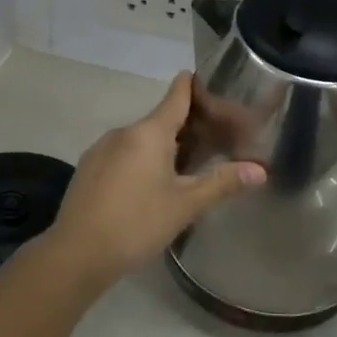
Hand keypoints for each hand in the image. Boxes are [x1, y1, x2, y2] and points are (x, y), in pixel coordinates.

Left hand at [50, 72, 266, 284]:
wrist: (76, 254)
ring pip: (141, 138)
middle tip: (214, 140)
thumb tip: (260, 170)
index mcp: (150, 132)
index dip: (195, 85)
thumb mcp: (185, 205)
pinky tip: (149, 186)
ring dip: (163, 146)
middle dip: (187, 126)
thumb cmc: (136, 223)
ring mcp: (102, 148)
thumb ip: (222, 183)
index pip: (177, 94)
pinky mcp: (88, 168)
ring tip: (185, 167)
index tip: (212, 83)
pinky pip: (123, 153)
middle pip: (161, 118)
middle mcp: (124, 131)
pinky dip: (141, 159)